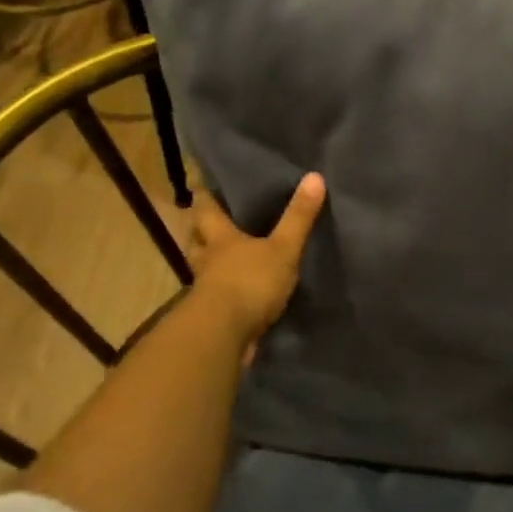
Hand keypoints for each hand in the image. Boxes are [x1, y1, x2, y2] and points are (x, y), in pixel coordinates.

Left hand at [188, 173, 326, 346]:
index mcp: (221, 239)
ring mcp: (207, 290)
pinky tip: (236, 293)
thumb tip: (315, 176)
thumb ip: (298, 217)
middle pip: (197, 240)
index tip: (202, 187)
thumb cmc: (250, 282)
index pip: (206, 211)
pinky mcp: (212, 316)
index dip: (205, 198)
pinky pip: (216, 297)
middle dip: (201, 231)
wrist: (225, 335)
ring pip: (203, 269)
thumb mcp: (283, 248)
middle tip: (208, 222)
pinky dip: (223, 292)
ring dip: (209, 263)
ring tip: (223, 258)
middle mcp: (208, 261)